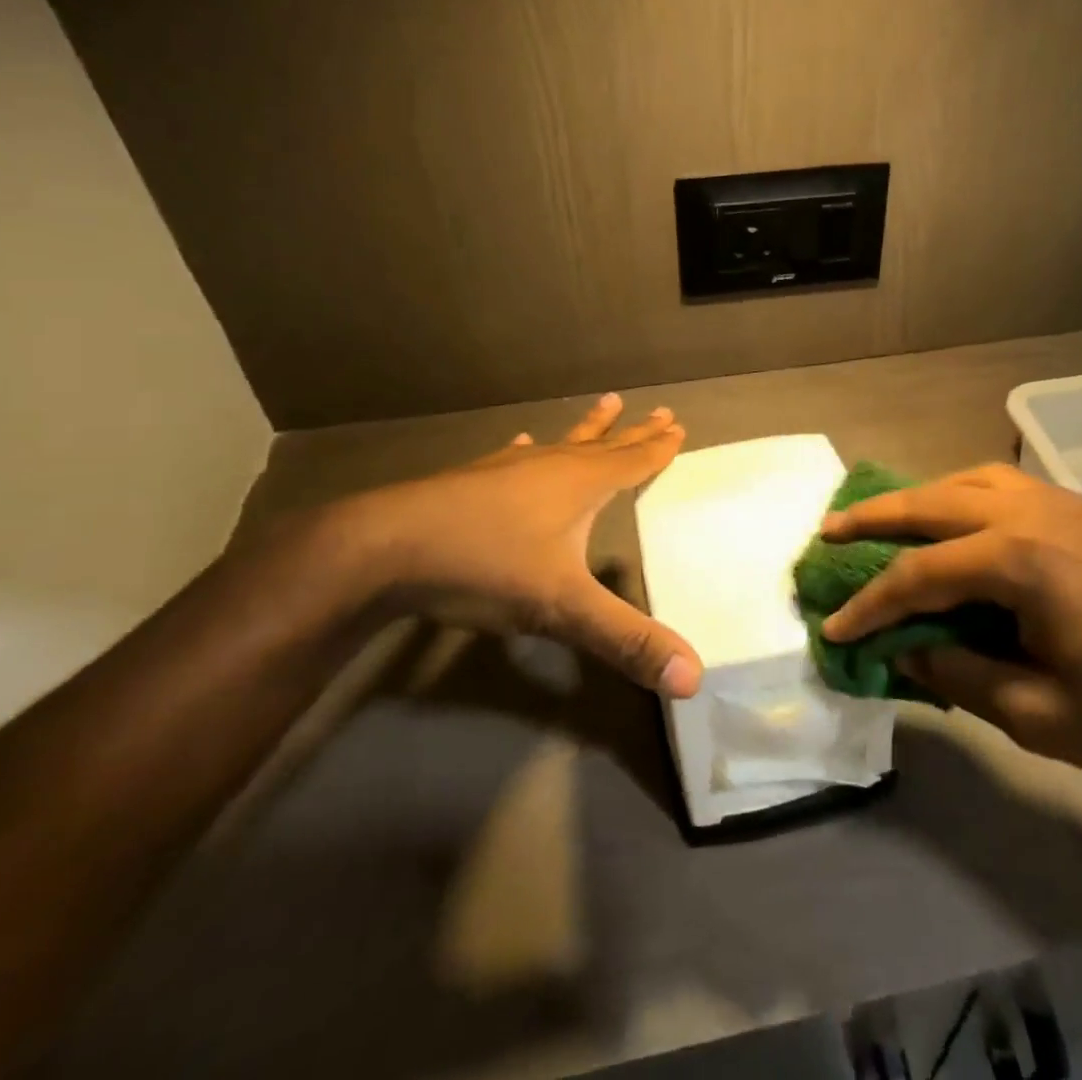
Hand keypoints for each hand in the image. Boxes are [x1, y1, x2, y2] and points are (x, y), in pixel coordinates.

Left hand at [340, 393, 701, 697]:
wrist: (388, 548)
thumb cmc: (487, 567)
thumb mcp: (563, 609)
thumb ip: (626, 640)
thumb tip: (693, 677)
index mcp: (581, 485)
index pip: (632, 462)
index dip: (658, 449)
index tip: (679, 426)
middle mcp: (551, 467)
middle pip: (604, 445)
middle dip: (635, 432)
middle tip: (661, 411)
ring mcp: (508, 470)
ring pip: (561, 444)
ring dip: (588, 429)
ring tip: (606, 404)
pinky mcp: (472, 480)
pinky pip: (512, 457)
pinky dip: (525, 451)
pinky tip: (521, 442)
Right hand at [819, 463, 1081, 796]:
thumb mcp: (1046, 717)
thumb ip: (962, 676)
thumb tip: (908, 651)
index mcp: (1021, 560)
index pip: (919, 574)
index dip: (870, 605)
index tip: (831, 630)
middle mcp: (1034, 514)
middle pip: (934, 502)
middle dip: (875, 517)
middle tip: (828, 531)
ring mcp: (1066, 507)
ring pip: (970, 482)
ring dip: (921, 498)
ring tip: (885, 519)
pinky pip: (1006, 488)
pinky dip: (965, 496)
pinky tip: (960, 523)